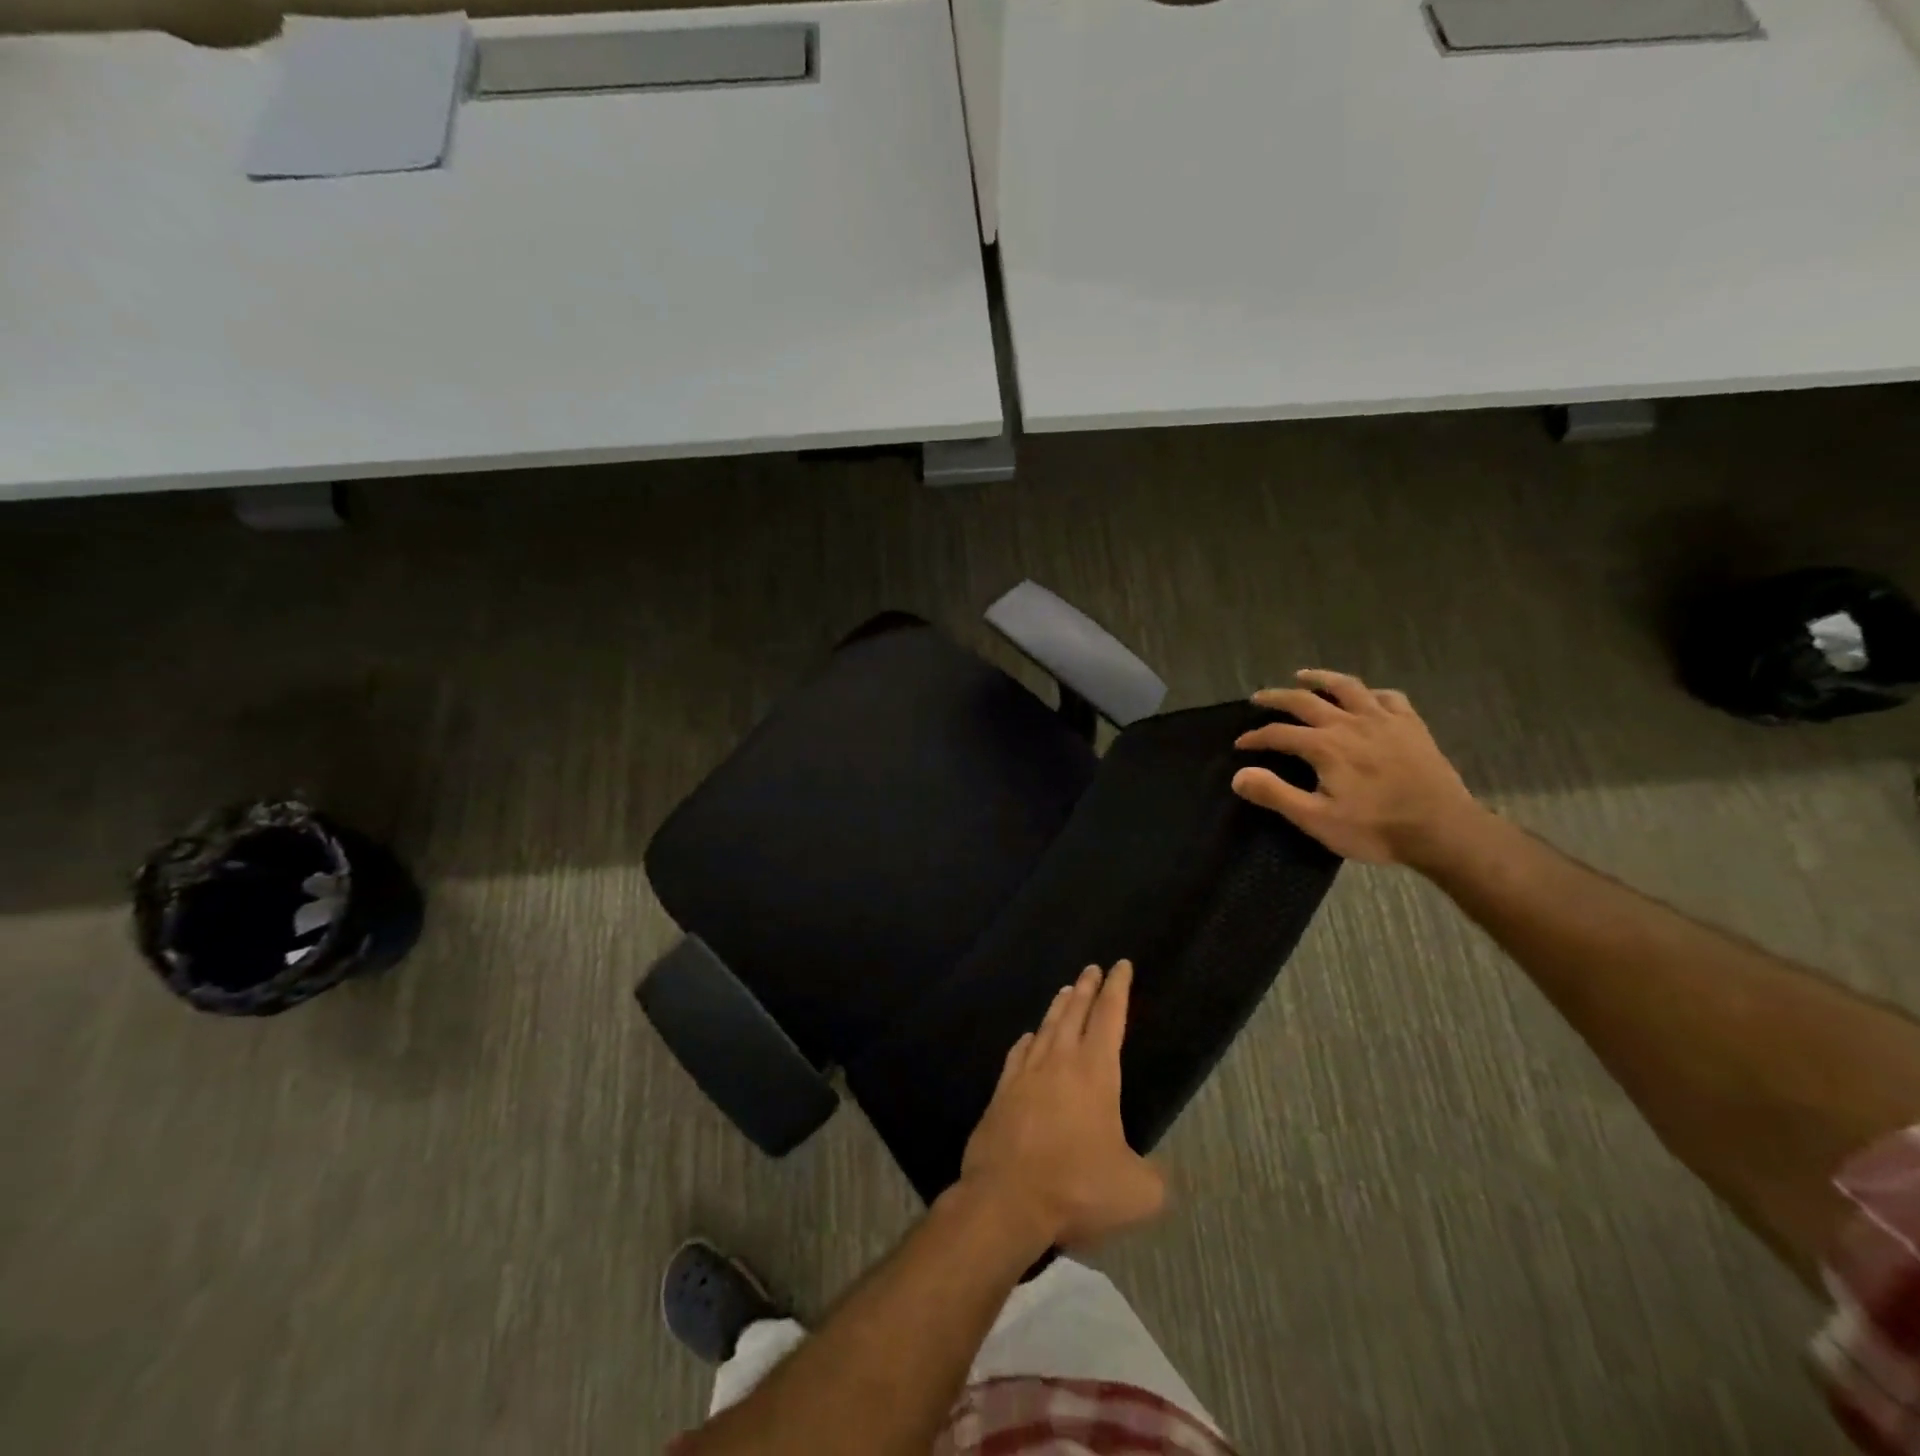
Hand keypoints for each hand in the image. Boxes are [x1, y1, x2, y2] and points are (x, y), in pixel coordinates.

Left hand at [959, 962, 1166, 1249]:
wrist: (1005, 1199)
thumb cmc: (1076, 1187)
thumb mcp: (1137, 1192)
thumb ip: (1154, 1177)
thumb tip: (1155, 1174)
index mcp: (1095, 1073)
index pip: (1110, 1018)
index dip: (1118, 989)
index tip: (1121, 965)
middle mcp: (1059, 1062)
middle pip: (1075, 1013)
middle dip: (1087, 988)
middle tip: (1092, 969)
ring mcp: (1025, 1075)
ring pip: (1045, 1028)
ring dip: (1058, 1007)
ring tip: (1066, 991)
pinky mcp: (1002, 1093)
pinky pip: (1017, 1055)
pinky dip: (1027, 1041)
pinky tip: (1028, 1038)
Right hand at [1230, 669, 1484, 866]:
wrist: (1443, 830)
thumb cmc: (1375, 828)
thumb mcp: (1317, 819)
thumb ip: (1275, 794)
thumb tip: (1238, 775)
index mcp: (1325, 746)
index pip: (1278, 733)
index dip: (1256, 737)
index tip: (1240, 744)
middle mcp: (1350, 723)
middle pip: (1305, 700)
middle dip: (1277, 697)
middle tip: (1259, 698)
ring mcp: (1384, 720)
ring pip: (1347, 686)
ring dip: (1321, 678)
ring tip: (1303, 676)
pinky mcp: (1411, 725)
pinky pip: (1388, 697)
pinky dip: (1369, 693)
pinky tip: (1364, 698)